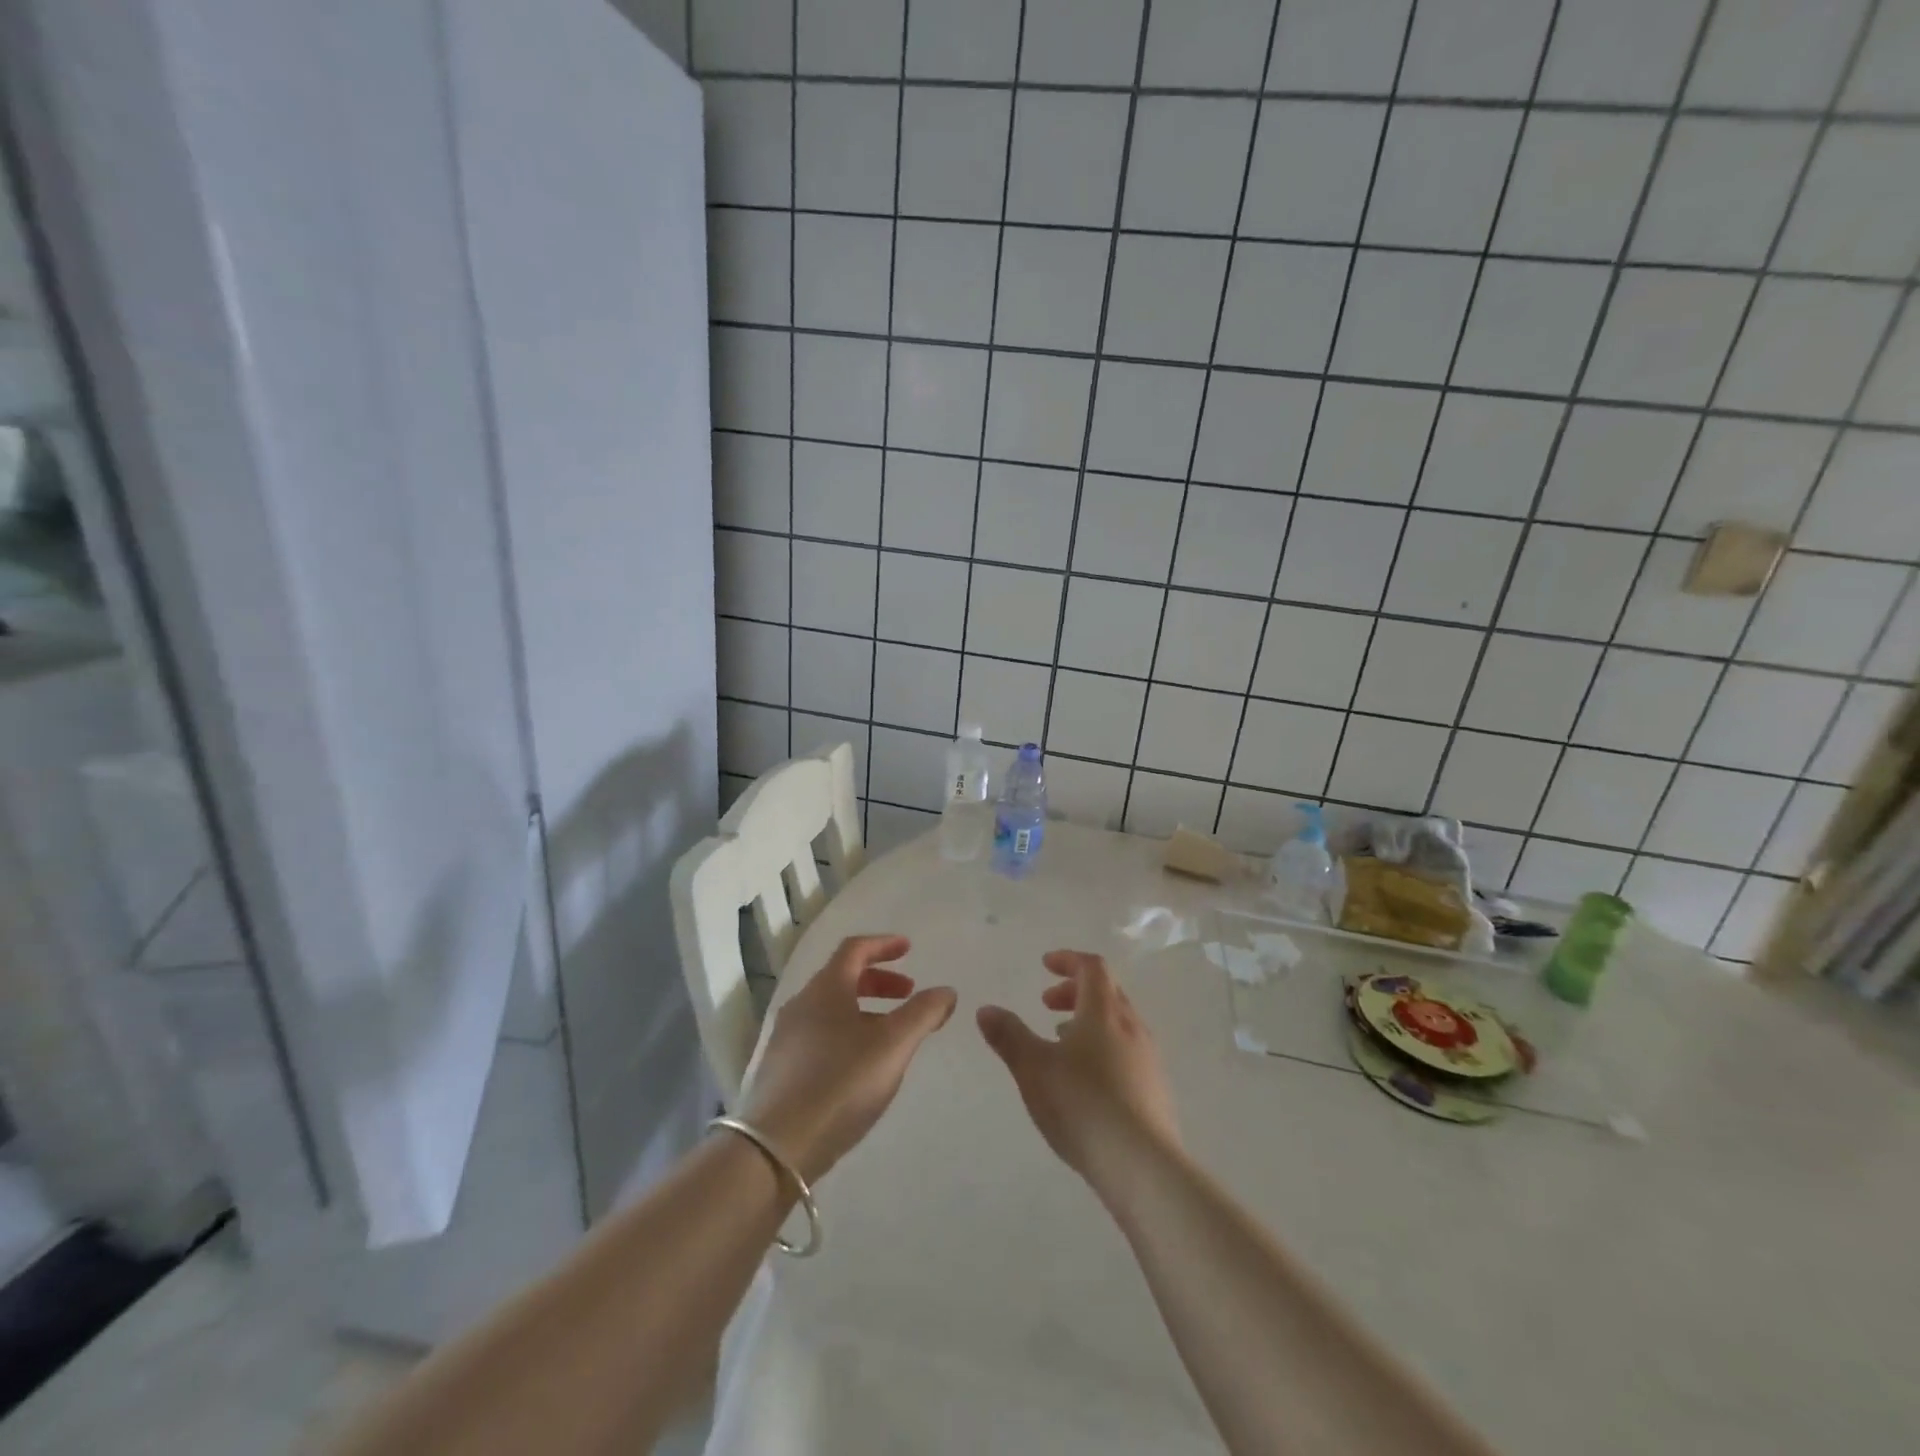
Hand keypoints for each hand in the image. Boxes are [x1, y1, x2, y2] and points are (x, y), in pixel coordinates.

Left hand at [741, 934, 955, 1183]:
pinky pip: (820, 1033)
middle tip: (908, 994)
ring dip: (864, 1008)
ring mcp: (787, 1036)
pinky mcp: (781, 1067)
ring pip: (831, 1008)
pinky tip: (861, 1063)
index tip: (908, 948)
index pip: (855, 949)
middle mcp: (802, 1004)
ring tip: (891, 1033)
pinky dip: (847, 1031)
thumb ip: (923, 1013)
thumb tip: (946, 991)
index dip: (884, 945)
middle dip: (879, 980)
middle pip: (842, 976)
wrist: (776, 1147)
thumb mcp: (894, 1045)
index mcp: (826, 988)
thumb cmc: (841, 1082)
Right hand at [977, 950, 1181, 1203]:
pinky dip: (1103, 1047)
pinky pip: (1127, 1051)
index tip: (1045, 965)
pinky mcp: (1155, 1089)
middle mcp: (1131, 1027)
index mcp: (1103, 1012)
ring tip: (1061, 1041)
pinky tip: (1086, 1080)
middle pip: (1107, 991)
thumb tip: (985, 1009)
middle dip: (1075, 990)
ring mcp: (1148, 1059)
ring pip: (1118, 1023)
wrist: (1142, 1165)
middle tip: (1046, 1004)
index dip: (1068, 960)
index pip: (1092, 967)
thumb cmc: (1083, 1105)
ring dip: (1089, 1020)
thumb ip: (1008, 1036)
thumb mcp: (1033, 1069)